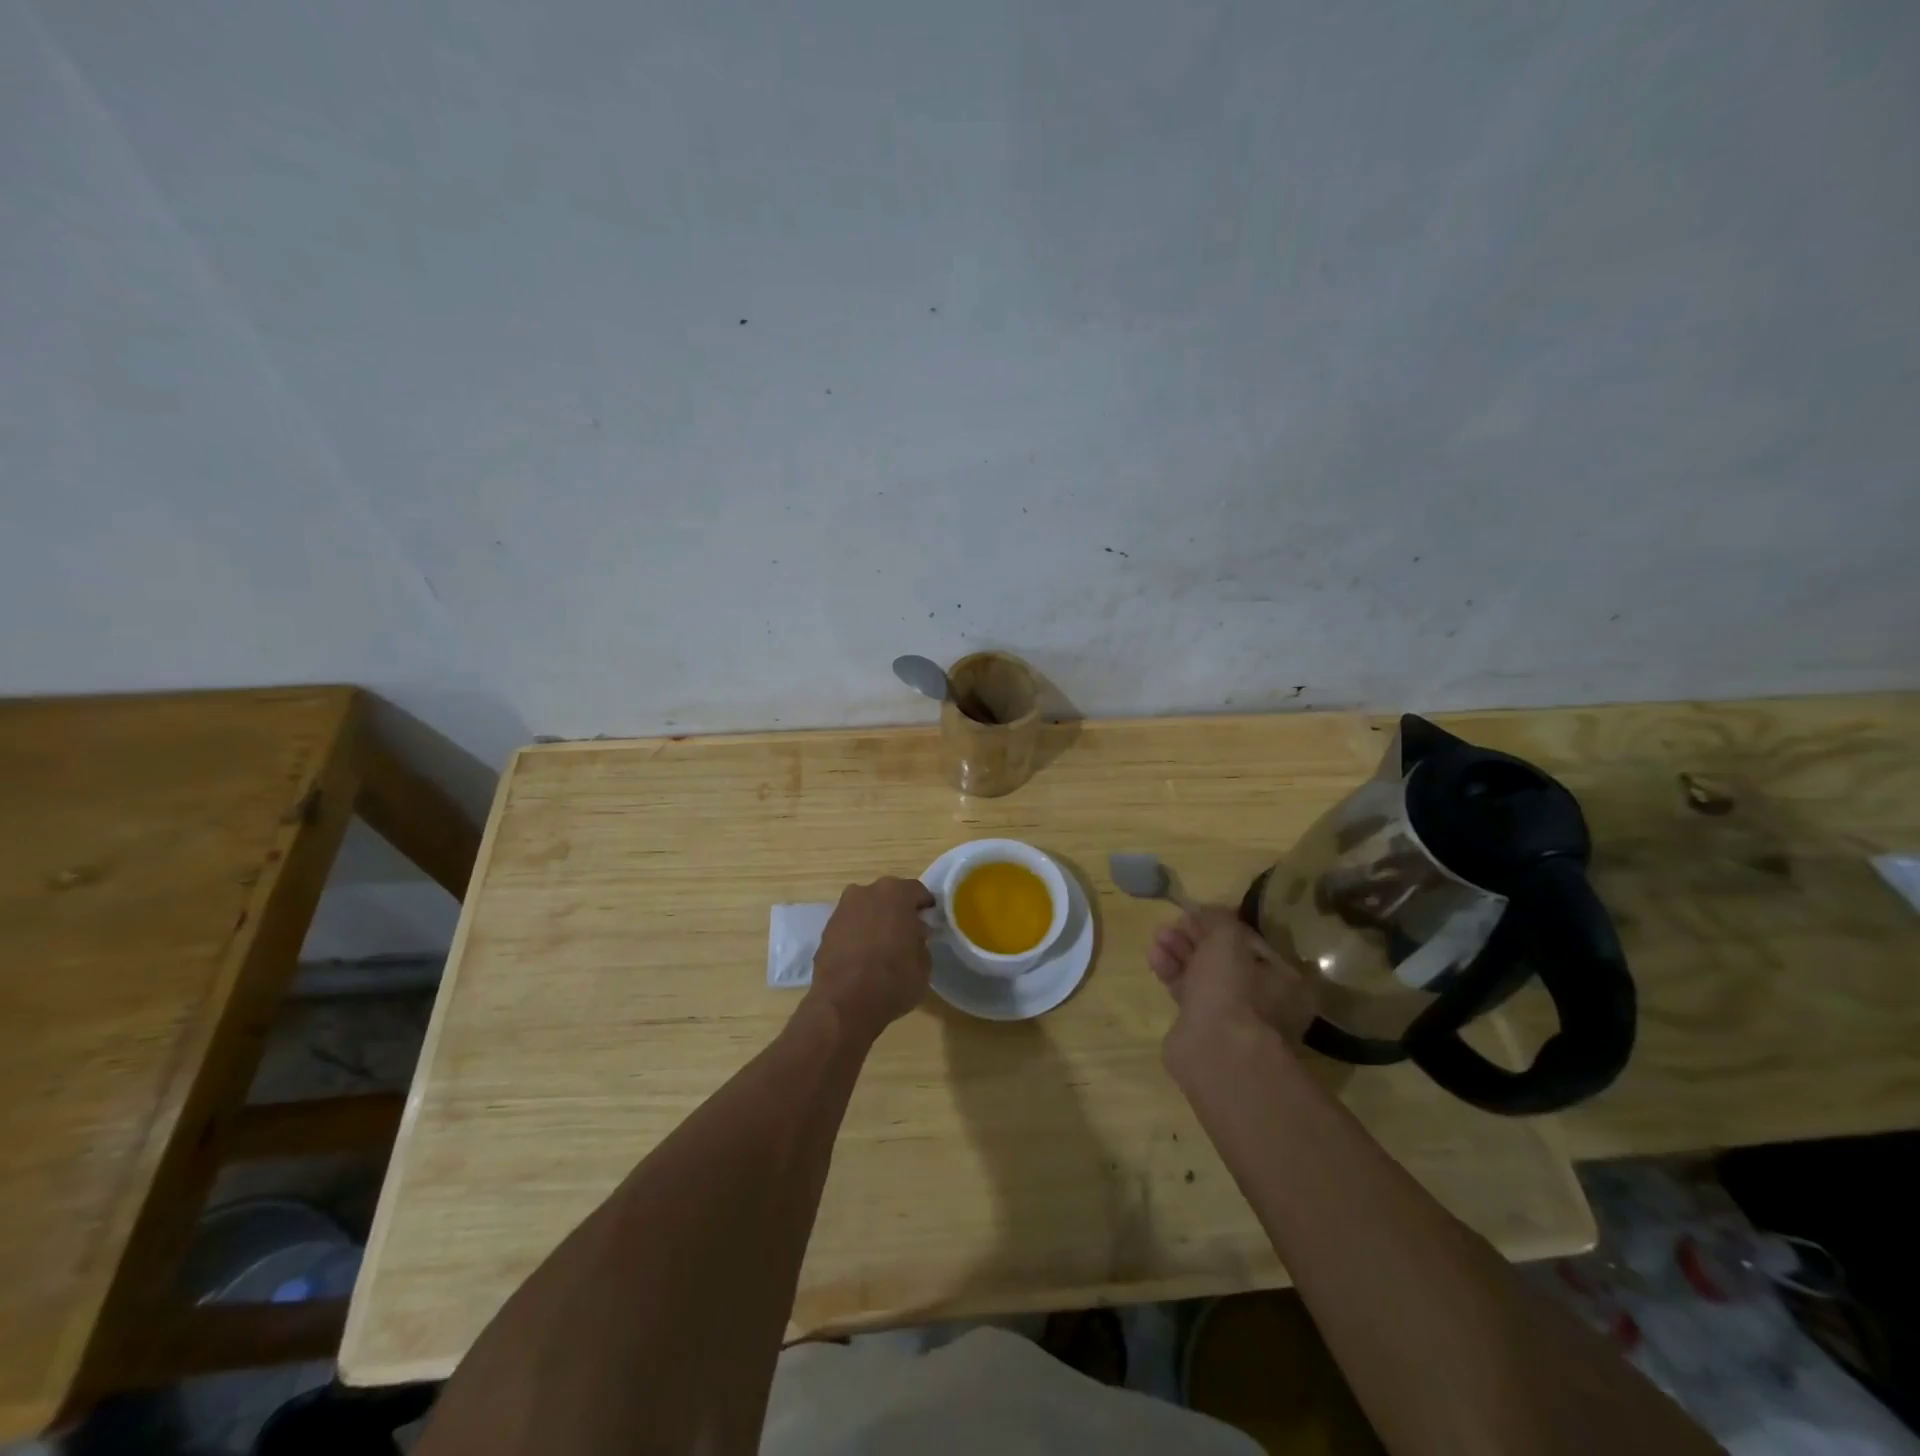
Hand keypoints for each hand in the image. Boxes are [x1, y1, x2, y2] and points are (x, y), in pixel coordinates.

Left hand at [807, 877, 934, 1040]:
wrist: (843, 1005)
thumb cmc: (893, 981)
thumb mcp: (924, 965)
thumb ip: (920, 941)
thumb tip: (914, 934)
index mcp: (896, 894)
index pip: (918, 892)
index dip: (925, 907)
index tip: (928, 924)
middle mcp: (867, 892)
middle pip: (889, 896)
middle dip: (898, 911)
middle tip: (906, 934)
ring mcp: (843, 908)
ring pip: (867, 908)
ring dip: (875, 920)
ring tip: (881, 946)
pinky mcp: (826, 928)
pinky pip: (850, 924)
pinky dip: (858, 933)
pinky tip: (862, 955)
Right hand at [1148, 906, 1317, 1061]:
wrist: (1215, 1050)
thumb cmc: (1233, 988)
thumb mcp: (1228, 937)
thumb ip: (1217, 918)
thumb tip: (1203, 912)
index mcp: (1283, 979)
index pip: (1249, 942)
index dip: (1219, 925)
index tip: (1194, 915)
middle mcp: (1264, 1000)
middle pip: (1223, 958)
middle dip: (1194, 938)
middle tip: (1170, 926)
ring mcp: (1233, 1017)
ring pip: (1203, 975)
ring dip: (1179, 953)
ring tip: (1158, 939)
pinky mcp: (1203, 1030)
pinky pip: (1187, 993)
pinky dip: (1172, 974)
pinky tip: (1155, 960)